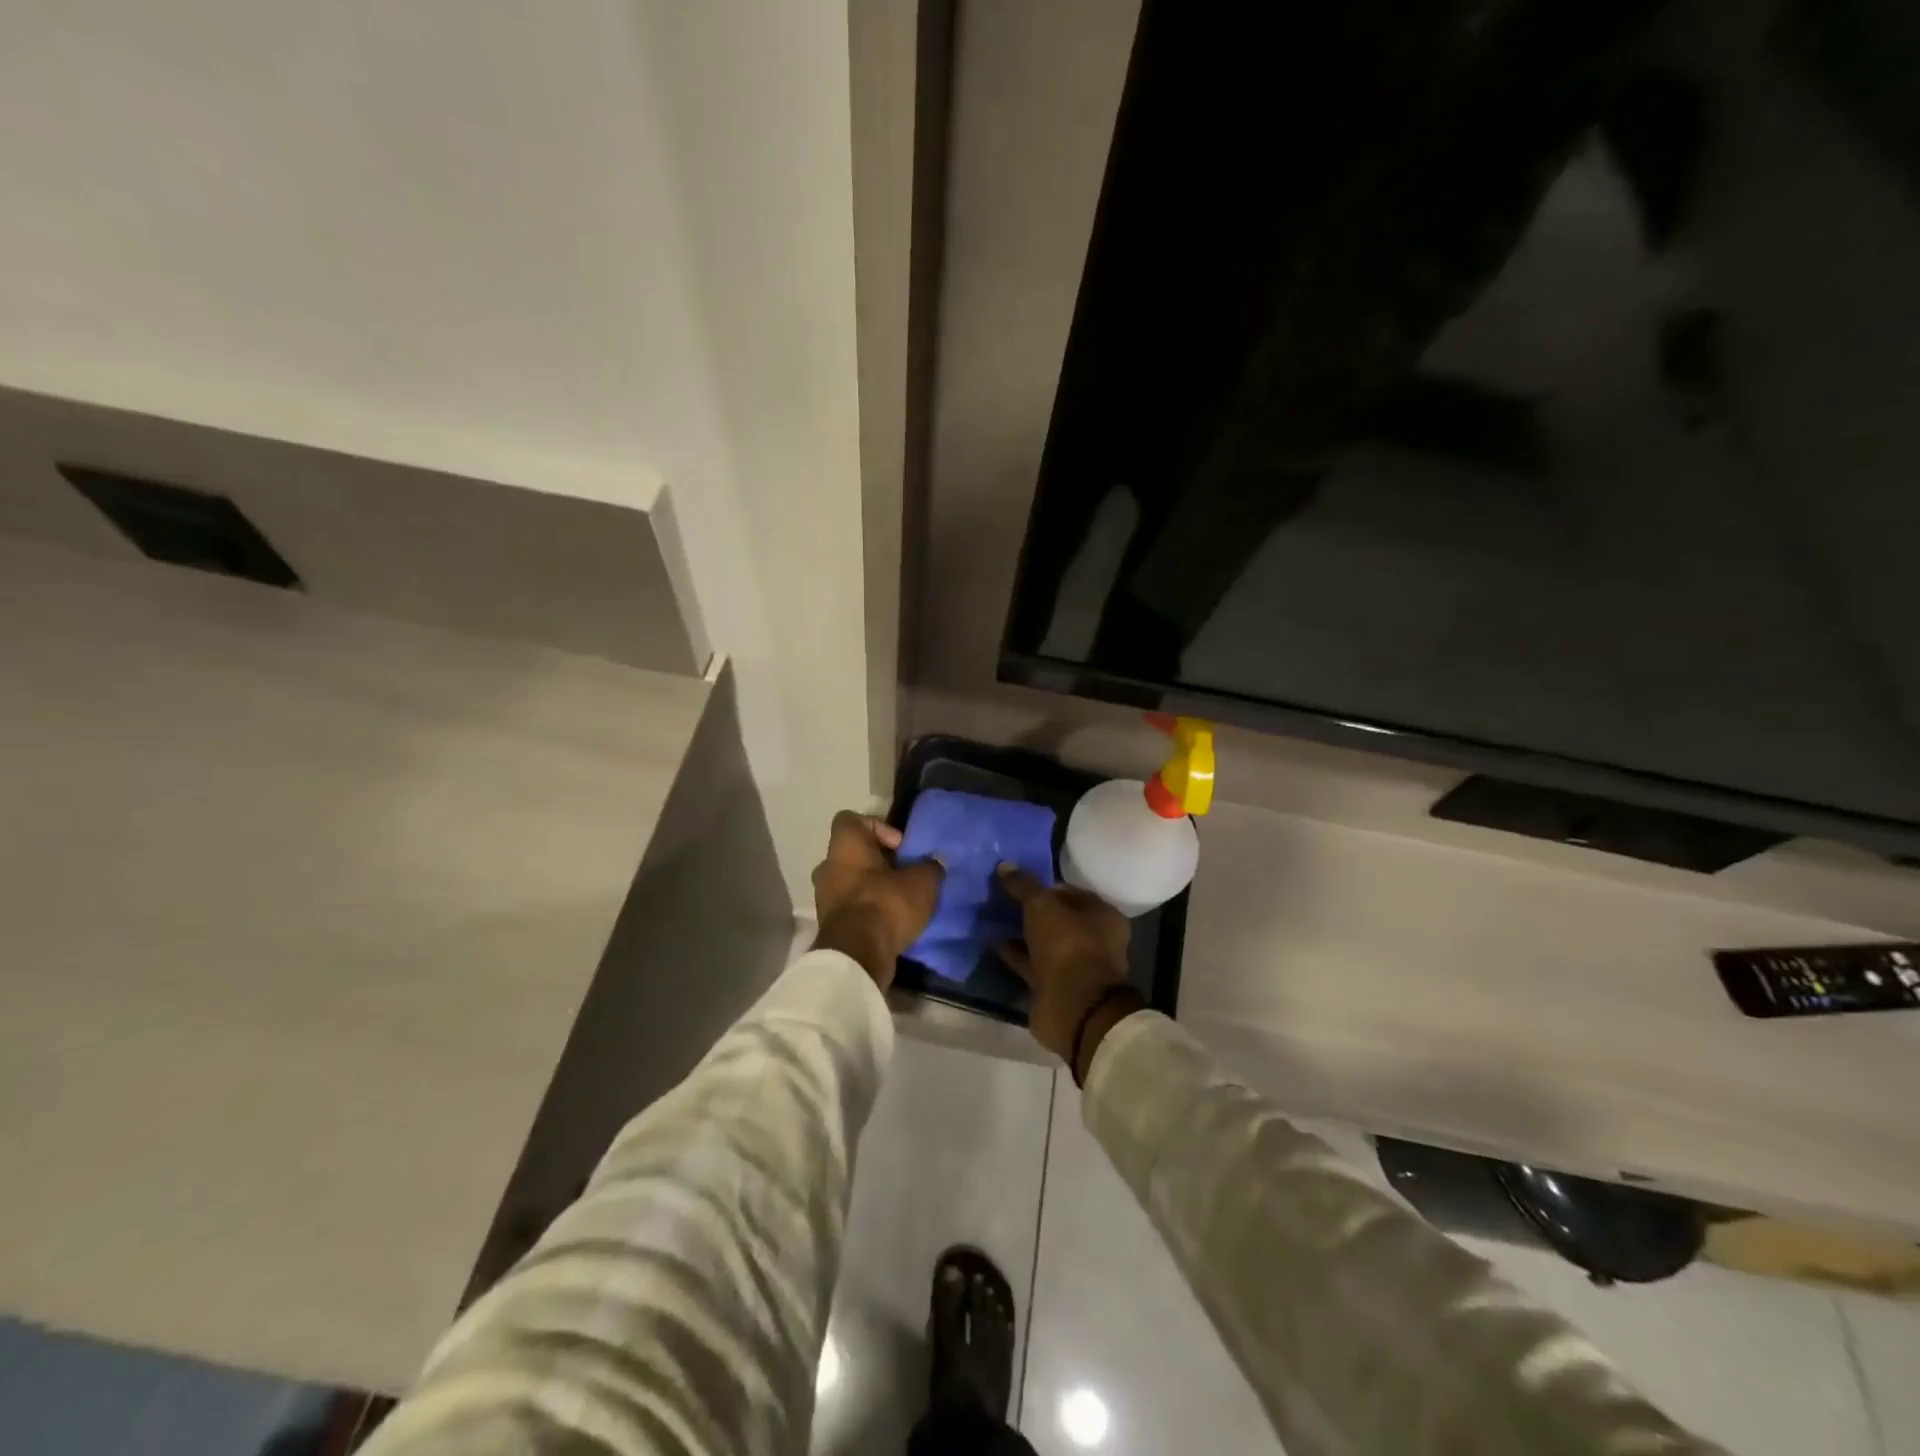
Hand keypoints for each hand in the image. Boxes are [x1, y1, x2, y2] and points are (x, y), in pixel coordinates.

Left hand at [812, 811, 944, 990]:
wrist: (857, 955)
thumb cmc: (886, 904)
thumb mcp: (922, 882)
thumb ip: (930, 866)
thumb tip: (935, 861)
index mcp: (845, 845)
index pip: (851, 819)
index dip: (878, 827)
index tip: (900, 846)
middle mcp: (827, 866)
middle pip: (853, 852)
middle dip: (878, 861)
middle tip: (904, 874)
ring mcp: (824, 896)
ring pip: (850, 881)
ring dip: (872, 887)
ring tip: (900, 900)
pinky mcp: (829, 924)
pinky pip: (850, 906)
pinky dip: (867, 909)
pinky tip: (890, 920)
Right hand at [995, 867, 1140, 1073]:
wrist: (1073, 1008)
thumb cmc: (1068, 946)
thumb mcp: (1043, 907)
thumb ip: (1025, 886)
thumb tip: (1005, 865)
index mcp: (1103, 917)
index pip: (1071, 893)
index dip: (1046, 887)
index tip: (1019, 883)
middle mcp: (1093, 941)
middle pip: (1058, 919)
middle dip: (1032, 911)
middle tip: (1003, 899)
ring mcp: (1074, 967)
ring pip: (1044, 943)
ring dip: (1022, 933)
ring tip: (994, 918)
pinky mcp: (1055, 987)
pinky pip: (1032, 964)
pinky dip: (1015, 954)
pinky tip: (993, 942)